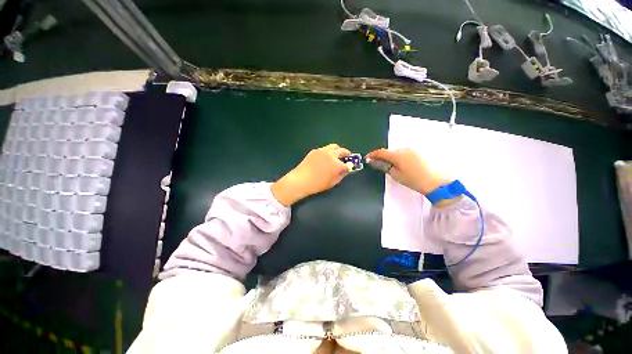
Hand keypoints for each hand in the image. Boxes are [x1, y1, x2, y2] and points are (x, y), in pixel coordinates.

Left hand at [271, 144, 351, 205]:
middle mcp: (331, 155)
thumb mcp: (332, 183)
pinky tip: (326, 157)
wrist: (301, 180)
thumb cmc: (317, 184)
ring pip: (334, 146)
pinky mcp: (315, 150)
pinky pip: (325, 149)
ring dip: (338, 150)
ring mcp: (322, 151)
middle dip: (346, 154)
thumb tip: (344, 170)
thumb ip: (341, 175)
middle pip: (342, 151)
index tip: (350, 167)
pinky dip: (328, 151)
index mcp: (336, 164)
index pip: (347, 164)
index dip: (350, 166)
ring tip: (337, 155)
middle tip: (347, 157)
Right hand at [366, 148, 451, 194]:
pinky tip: (405, 165)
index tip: (368, 157)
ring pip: (398, 151)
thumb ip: (384, 166)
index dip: (373, 155)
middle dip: (384, 156)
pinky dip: (402, 156)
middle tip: (380, 164)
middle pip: (390, 151)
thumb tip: (375, 162)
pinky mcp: (421, 151)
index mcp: (398, 155)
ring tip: (395, 167)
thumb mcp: (396, 175)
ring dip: (394, 156)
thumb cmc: (415, 180)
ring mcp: (414, 149)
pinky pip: (407, 152)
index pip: (381, 152)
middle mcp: (406, 149)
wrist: (437, 182)